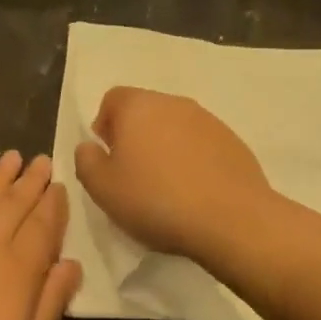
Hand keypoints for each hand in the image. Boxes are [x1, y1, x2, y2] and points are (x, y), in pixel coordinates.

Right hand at [73, 88, 274, 259]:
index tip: (108, 158)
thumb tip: (90, 146)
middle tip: (133, 175)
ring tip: (165, 187)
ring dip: (166, 148)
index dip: (105, 125)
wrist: (231, 220)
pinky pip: (202, 145)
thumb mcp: (102, 188)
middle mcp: (174, 103)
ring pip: (175, 127)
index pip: (113, 99)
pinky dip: (193, 161)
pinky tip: (194, 193)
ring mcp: (208, 120)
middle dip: (135, 137)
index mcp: (138, 106)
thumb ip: (86, 161)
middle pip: (146, 111)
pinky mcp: (234, 142)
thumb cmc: (155, 200)